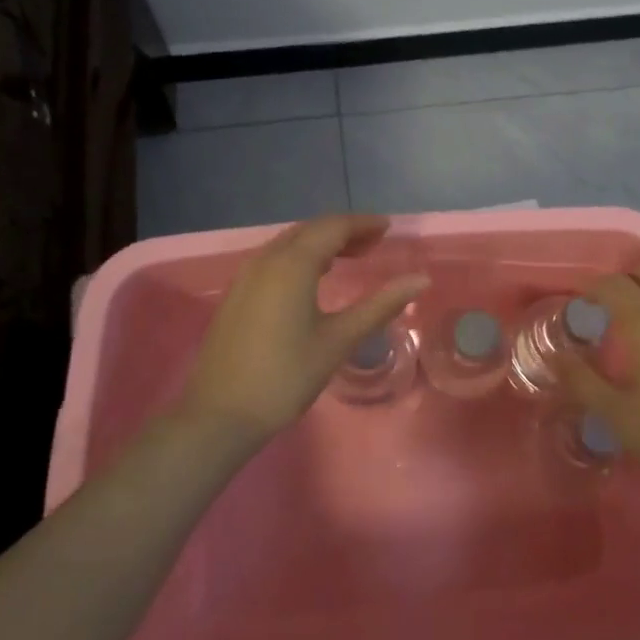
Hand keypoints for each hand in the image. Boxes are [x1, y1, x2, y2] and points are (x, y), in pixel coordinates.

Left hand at [178, 215, 427, 441]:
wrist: (219, 415)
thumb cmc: (285, 376)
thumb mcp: (339, 340)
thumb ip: (380, 305)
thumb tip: (421, 279)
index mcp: (292, 264)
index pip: (333, 227)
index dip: (363, 224)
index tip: (388, 228)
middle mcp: (266, 259)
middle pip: (310, 230)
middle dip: (344, 231)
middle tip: (375, 243)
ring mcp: (246, 276)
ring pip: (290, 243)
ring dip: (321, 243)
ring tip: (351, 257)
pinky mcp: (237, 294)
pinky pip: (275, 259)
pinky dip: (301, 257)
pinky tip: (314, 278)